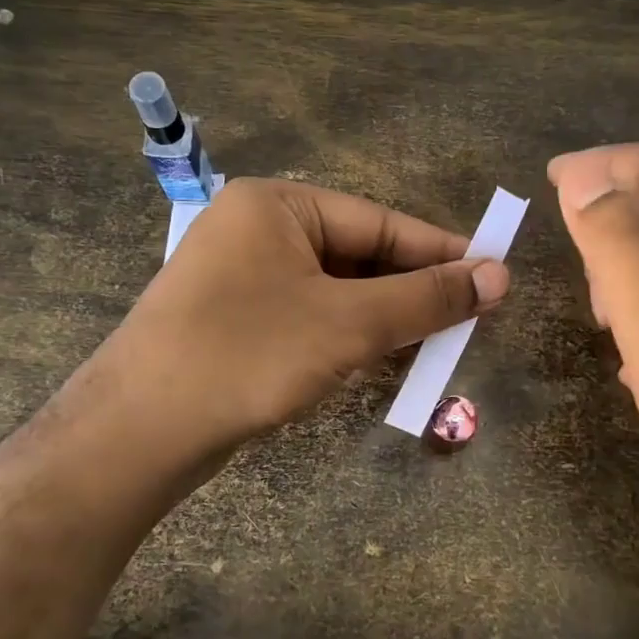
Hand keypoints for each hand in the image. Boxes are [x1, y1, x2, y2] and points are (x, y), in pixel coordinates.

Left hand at [102, 177, 509, 457]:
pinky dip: (351, 336)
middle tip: (472, 318)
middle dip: (414, 291)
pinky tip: (386, 360)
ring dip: (387, 318)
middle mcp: (259, 230)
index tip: (495, 275)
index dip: (442, 252)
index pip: (381, 222)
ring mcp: (244, 277)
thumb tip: (500, 276)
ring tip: (440, 343)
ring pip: (339, 291)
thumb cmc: (249, 356)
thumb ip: (427, 298)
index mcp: (279, 205)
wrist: (139, 434)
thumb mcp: (350, 323)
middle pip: (361, 255)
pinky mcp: (238, 320)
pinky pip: (312, 316)